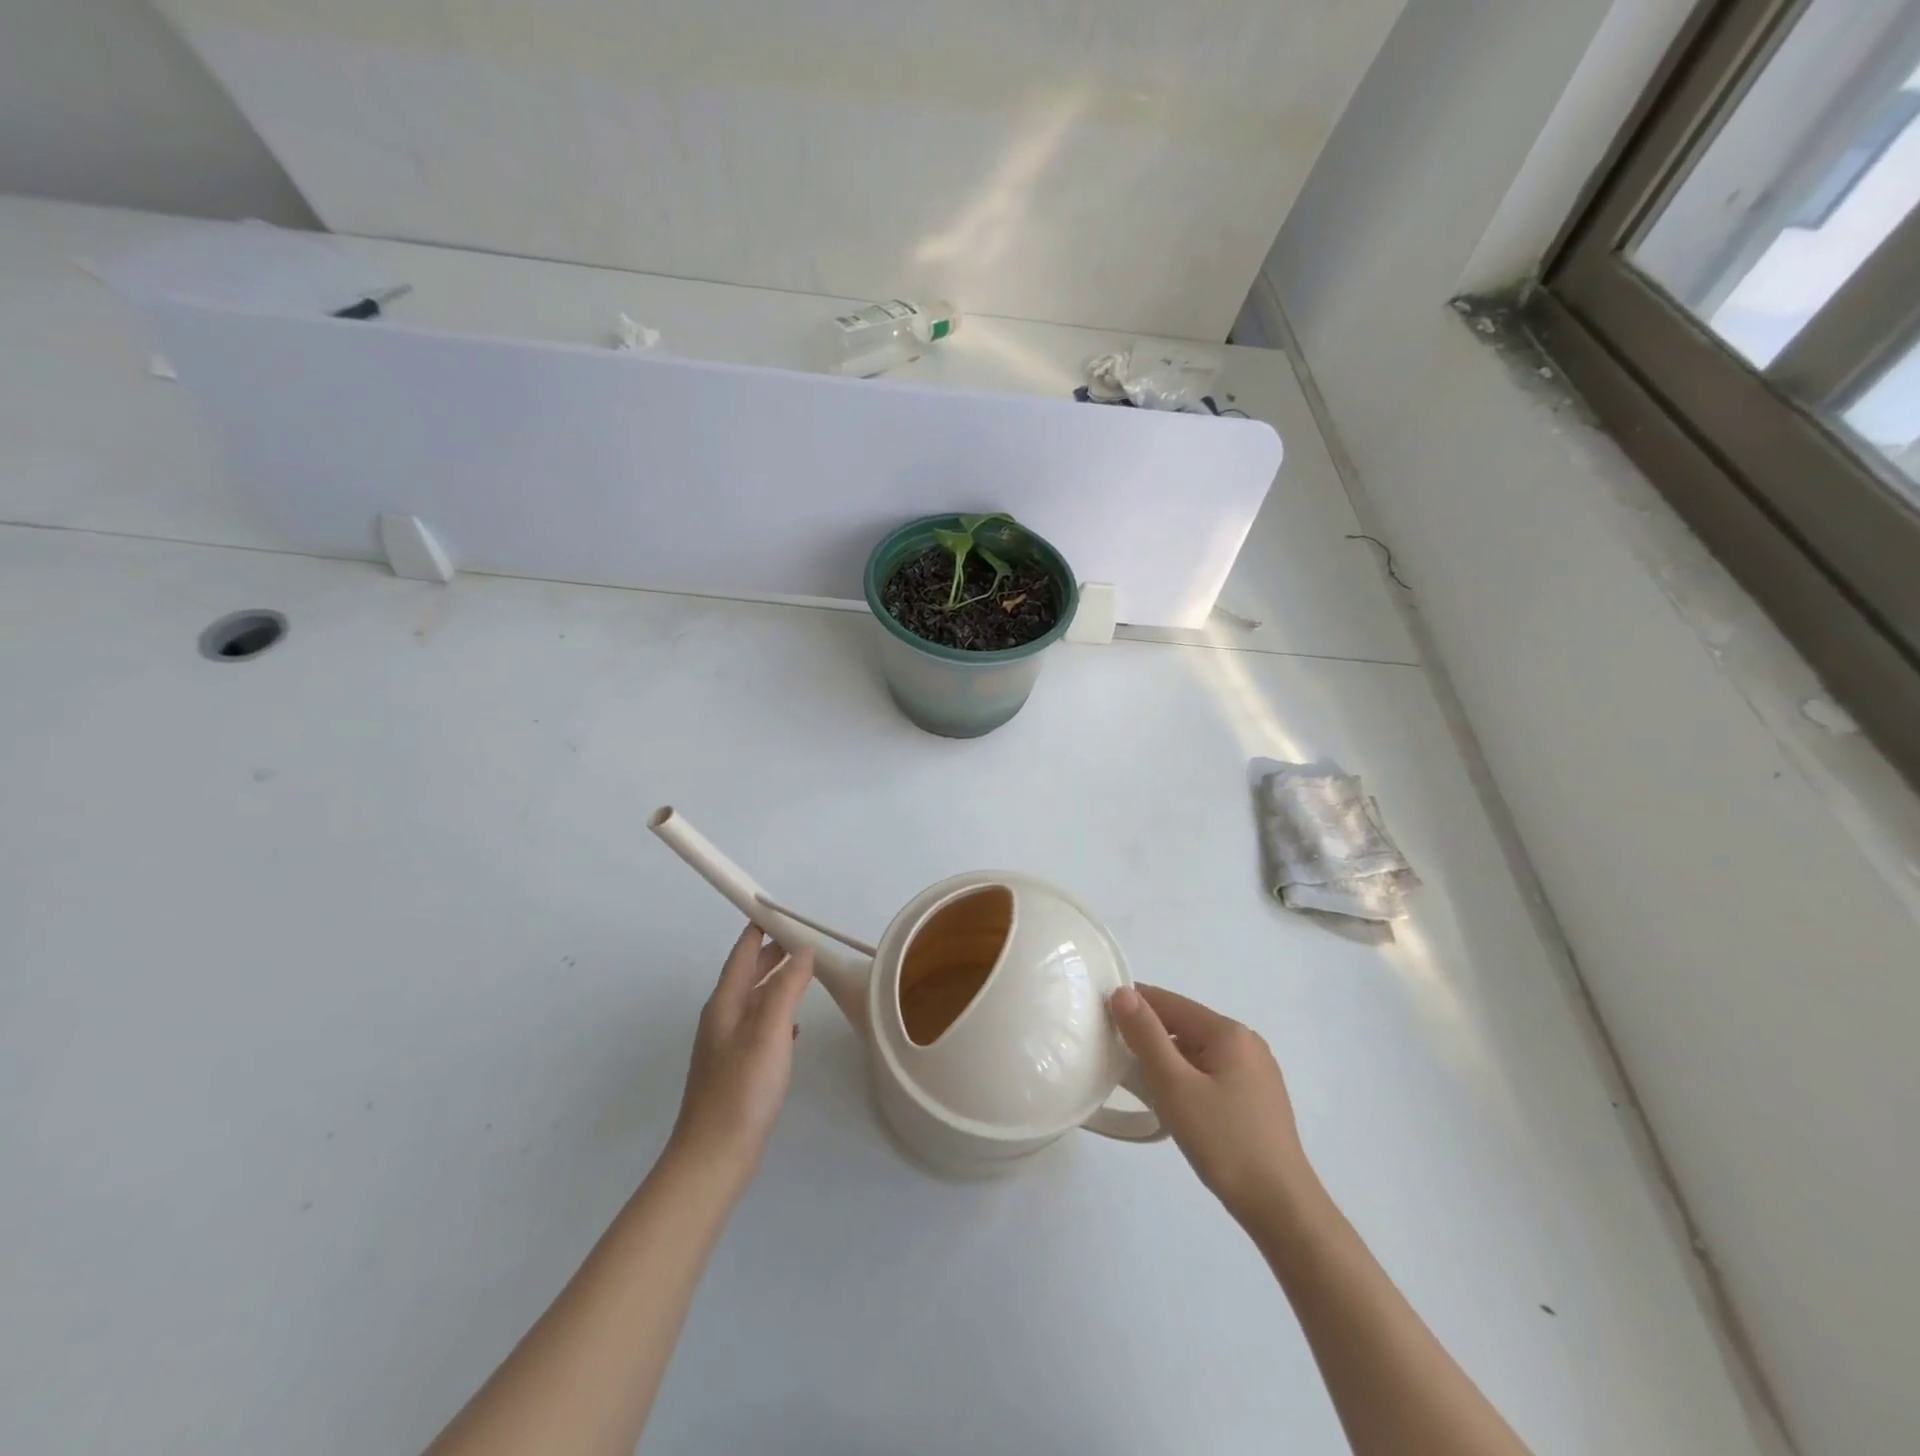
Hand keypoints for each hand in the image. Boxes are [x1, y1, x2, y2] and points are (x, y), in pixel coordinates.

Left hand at [669, 924, 814, 1176]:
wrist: (713, 1158)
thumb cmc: (742, 1090)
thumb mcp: (769, 1032)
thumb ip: (786, 988)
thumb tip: (803, 950)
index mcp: (725, 1003)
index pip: (743, 952)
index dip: (761, 927)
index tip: (785, 910)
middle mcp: (722, 1018)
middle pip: (748, 973)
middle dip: (773, 952)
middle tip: (805, 938)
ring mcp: (728, 1045)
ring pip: (756, 1000)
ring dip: (778, 982)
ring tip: (807, 973)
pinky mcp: (738, 1069)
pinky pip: (760, 1027)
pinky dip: (778, 1015)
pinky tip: (795, 1027)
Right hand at [1109, 984, 1317, 1223]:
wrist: (1282, 1208)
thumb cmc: (1224, 1141)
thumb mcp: (1174, 1086)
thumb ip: (1146, 1036)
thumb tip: (1122, 993)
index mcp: (1228, 1032)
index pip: (1169, 1002)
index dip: (1133, 1005)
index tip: (1100, 1017)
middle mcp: (1246, 1042)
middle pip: (1184, 1025)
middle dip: (1149, 1035)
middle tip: (1113, 1054)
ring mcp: (1256, 1071)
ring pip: (1197, 1051)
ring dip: (1166, 1059)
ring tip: (1137, 1080)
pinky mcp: (1258, 1098)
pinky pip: (1212, 1072)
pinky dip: (1187, 1077)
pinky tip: (1174, 1101)